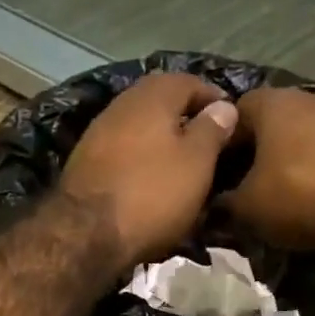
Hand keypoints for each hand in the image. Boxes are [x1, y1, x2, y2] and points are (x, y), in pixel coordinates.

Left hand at [60, 73, 238, 269]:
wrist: (85, 234)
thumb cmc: (151, 194)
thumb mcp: (197, 163)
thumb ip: (212, 130)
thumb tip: (224, 105)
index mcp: (153, 95)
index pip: (191, 82)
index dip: (214, 100)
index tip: (230, 122)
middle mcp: (122, 104)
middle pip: (161, 104)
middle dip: (184, 121)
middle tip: (206, 147)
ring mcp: (97, 133)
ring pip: (139, 129)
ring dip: (159, 143)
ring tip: (179, 168)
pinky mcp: (83, 164)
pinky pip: (121, 154)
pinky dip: (138, 162)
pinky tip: (148, 183)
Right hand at [224, 87, 314, 254]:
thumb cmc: (298, 196)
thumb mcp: (246, 207)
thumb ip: (224, 201)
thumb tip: (213, 202)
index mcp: (272, 104)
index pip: (231, 112)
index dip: (219, 141)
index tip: (213, 170)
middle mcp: (306, 98)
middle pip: (268, 121)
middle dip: (253, 150)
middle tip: (240, 184)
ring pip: (298, 135)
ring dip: (285, 159)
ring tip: (274, 191)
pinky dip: (312, 168)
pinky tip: (307, 194)